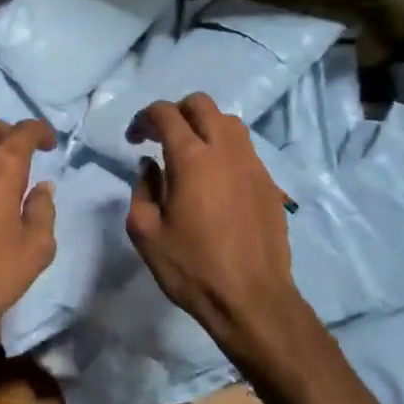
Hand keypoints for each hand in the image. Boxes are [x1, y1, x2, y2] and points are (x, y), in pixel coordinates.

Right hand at [124, 94, 322, 379]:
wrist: (253, 299)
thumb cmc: (192, 268)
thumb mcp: (145, 233)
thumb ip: (141, 190)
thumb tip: (150, 166)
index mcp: (191, 158)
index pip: (166, 113)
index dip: (144, 118)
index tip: (134, 139)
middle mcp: (226, 150)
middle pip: (201, 104)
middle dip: (176, 112)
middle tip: (160, 139)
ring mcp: (253, 164)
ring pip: (229, 121)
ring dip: (204, 126)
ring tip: (189, 154)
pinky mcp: (269, 183)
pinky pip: (245, 149)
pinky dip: (224, 149)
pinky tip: (215, 179)